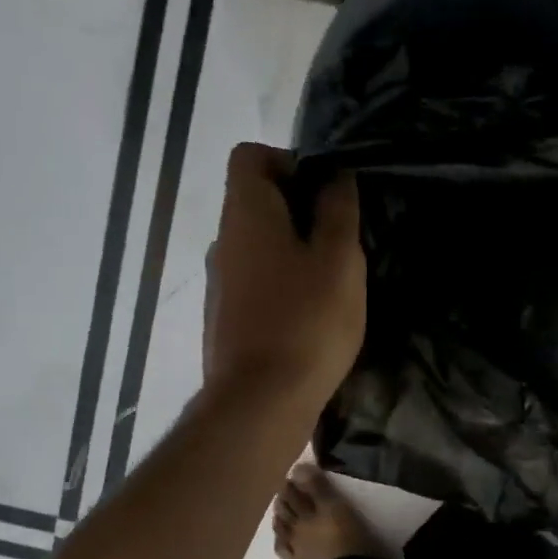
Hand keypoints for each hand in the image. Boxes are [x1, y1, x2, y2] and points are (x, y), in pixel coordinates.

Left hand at [202, 143, 364, 410]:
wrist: (260, 403)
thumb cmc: (307, 322)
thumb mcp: (339, 260)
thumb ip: (338, 210)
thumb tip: (334, 175)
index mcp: (245, 214)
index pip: (249, 156)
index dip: (288, 161)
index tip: (324, 195)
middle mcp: (222, 242)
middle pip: (254, 203)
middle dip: (298, 211)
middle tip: (338, 242)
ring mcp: (217, 285)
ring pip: (256, 248)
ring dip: (291, 253)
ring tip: (329, 284)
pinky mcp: (222, 321)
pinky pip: (253, 285)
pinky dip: (278, 287)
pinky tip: (307, 318)